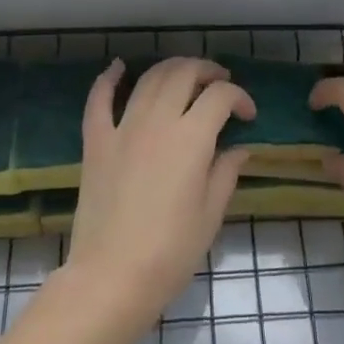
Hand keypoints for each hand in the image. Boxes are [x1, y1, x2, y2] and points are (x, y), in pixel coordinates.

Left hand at [65, 56, 253, 326]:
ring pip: (148, 79)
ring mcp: (122, 128)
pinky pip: (99, 100)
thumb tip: (239, 148)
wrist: (112, 276)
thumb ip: (226, 173)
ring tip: (185, 76)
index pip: (220, 96)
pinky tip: (119, 67)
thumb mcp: (210, 214)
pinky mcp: (96, 141)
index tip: (247, 116)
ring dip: (171, 69)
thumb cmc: (171, 251)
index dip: (240, 98)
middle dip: (207, 71)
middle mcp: (158, 121)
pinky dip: (109, 79)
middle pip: (184, 74)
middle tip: (219, 84)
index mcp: (191, 138)